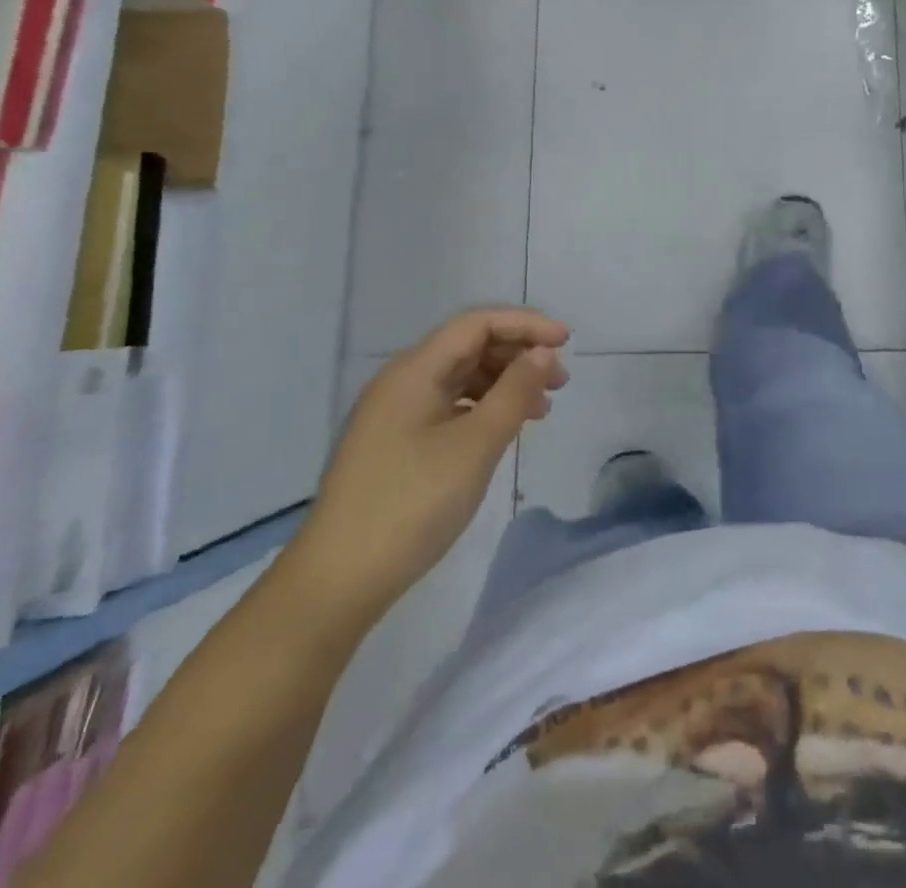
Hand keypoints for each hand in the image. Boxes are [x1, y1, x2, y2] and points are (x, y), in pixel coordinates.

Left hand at [289, 308, 569, 631]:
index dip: (525, 324)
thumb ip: (514, 391)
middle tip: (561, 381)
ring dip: (504, 383)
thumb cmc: (412, 503)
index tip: (567, 342)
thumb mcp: (476, 444)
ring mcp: (396, 413)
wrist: (338, 580)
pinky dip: (484, 408)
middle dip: (518, 355)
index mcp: (415, 370)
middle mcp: (402, 381)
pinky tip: (505, 430)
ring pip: (461, 377)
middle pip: (469, 346)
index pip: (477, 324)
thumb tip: (542, 352)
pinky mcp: (396, 443)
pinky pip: (449, 406)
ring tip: (541, 409)